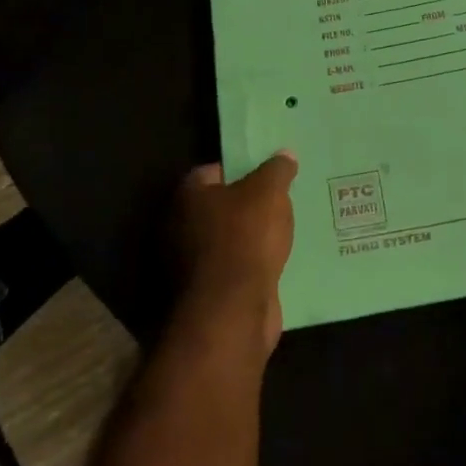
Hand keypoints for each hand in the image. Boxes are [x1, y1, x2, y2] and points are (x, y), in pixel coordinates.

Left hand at [174, 152, 297, 353]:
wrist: (233, 310)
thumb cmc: (245, 237)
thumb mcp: (269, 192)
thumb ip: (277, 170)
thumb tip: (285, 155)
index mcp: (188, 196)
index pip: (212, 171)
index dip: (240, 169)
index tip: (267, 174)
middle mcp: (180, 227)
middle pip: (219, 207)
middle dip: (247, 205)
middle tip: (280, 201)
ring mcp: (191, 264)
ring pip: (227, 241)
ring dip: (251, 239)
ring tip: (285, 230)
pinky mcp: (207, 294)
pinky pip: (234, 269)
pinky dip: (252, 266)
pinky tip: (278, 261)